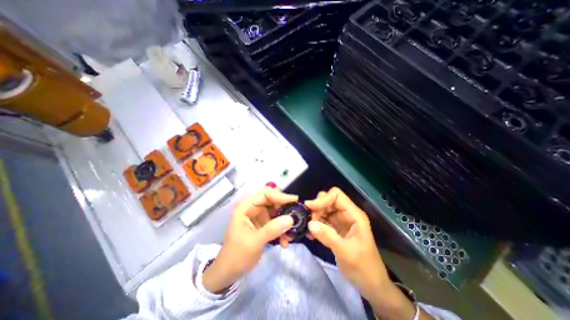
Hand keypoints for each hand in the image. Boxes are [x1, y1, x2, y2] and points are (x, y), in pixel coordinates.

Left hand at [201, 187, 297, 293]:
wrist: (229, 272)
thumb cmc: (237, 255)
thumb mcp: (254, 242)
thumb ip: (272, 229)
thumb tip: (291, 218)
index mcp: (246, 207)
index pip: (265, 193)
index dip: (279, 195)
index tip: (294, 201)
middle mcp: (253, 208)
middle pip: (273, 200)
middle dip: (285, 208)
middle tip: (296, 216)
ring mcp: (259, 216)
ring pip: (277, 211)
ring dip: (285, 221)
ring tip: (290, 234)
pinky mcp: (264, 224)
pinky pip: (277, 221)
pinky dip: (283, 229)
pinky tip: (285, 241)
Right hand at [305, 189, 394, 303]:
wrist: (371, 285)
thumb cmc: (364, 268)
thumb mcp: (346, 253)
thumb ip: (328, 236)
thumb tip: (310, 223)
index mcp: (354, 215)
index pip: (336, 195)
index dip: (323, 199)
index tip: (310, 207)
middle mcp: (347, 214)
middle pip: (329, 200)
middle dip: (317, 207)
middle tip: (309, 220)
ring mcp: (341, 221)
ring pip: (324, 210)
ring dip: (315, 216)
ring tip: (309, 229)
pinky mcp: (336, 229)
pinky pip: (323, 220)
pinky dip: (316, 224)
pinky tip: (310, 234)